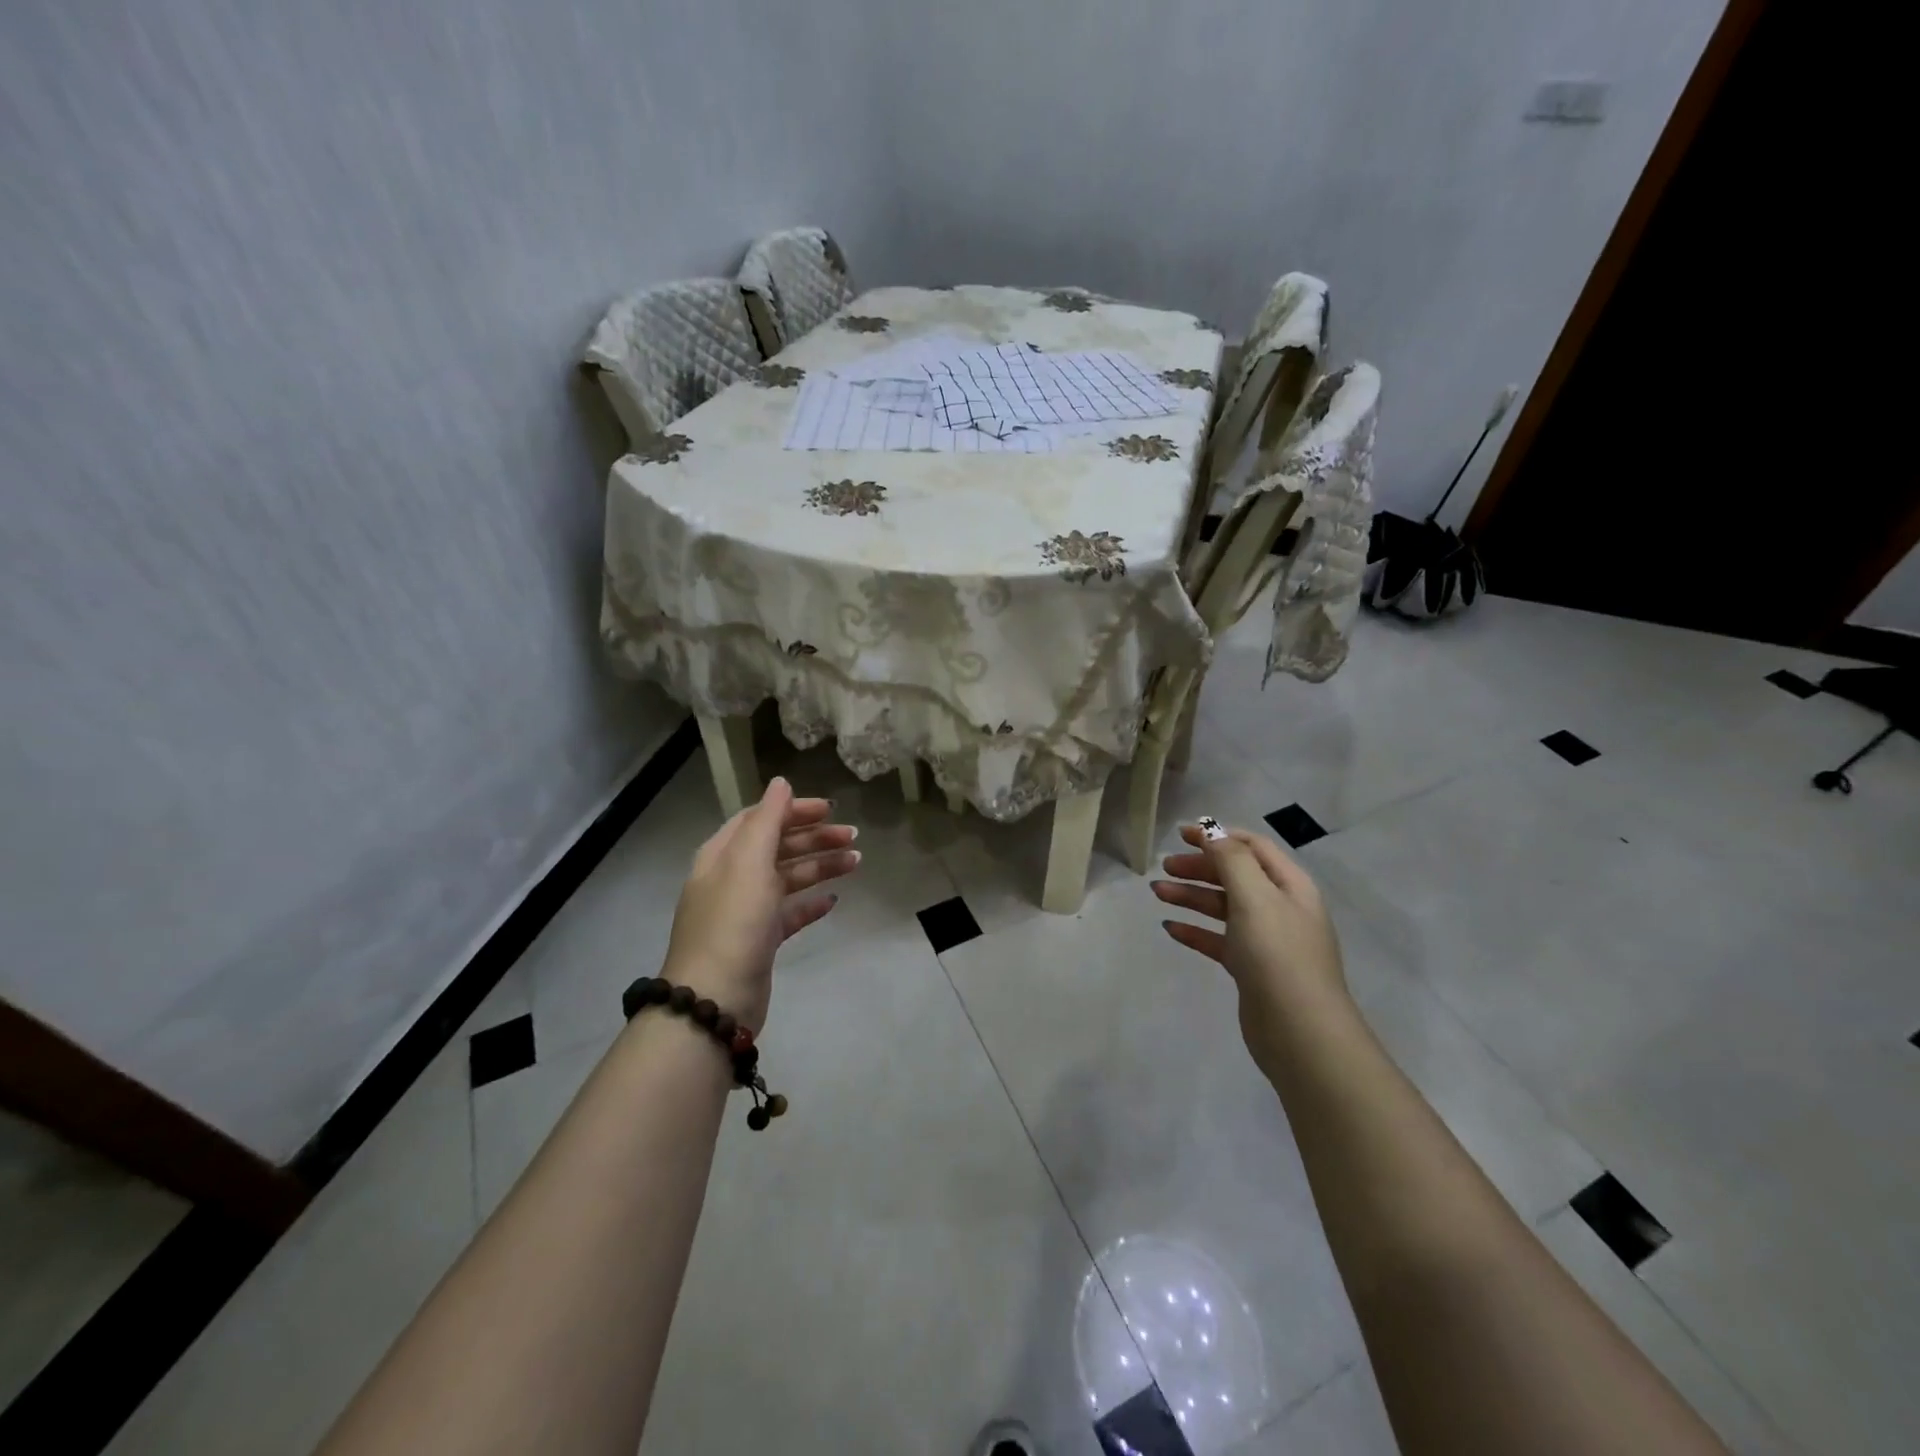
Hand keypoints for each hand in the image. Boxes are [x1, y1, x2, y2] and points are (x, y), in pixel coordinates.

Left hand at [660, 777, 859, 1032]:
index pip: (760, 819)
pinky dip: (811, 903)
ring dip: (821, 866)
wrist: (715, 998)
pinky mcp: (760, 940)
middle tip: (854, 837)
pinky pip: (790, 913)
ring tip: (856, 864)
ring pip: (788, 878)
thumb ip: (767, 819)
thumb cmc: (734, 921)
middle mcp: (732, 878)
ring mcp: (746, 911)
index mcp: (723, 855)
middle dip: (815, 838)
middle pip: (778, 846)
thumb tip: (781, 782)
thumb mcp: (749, 861)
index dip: (794, 810)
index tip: (831, 809)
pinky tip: (833, 901)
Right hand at [1152, 822, 1348, 1073]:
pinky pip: (1218, 939)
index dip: (1217, 836)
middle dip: (1200, 867)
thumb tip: (1212, 831)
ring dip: (1191, 896)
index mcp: (1289, 885)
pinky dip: (1195, 930)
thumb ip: (1231, 859)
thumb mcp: (1255, 896)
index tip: (1180, 834)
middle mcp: (1281, 907)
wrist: (1299, 1031)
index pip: (1252, 846)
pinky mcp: (1251, 968)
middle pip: (1235, 875)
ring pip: (1223, 907)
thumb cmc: (1277, 954)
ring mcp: (1266, 940)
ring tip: (1157, 893)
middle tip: (1165, 867)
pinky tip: (1170, 928)